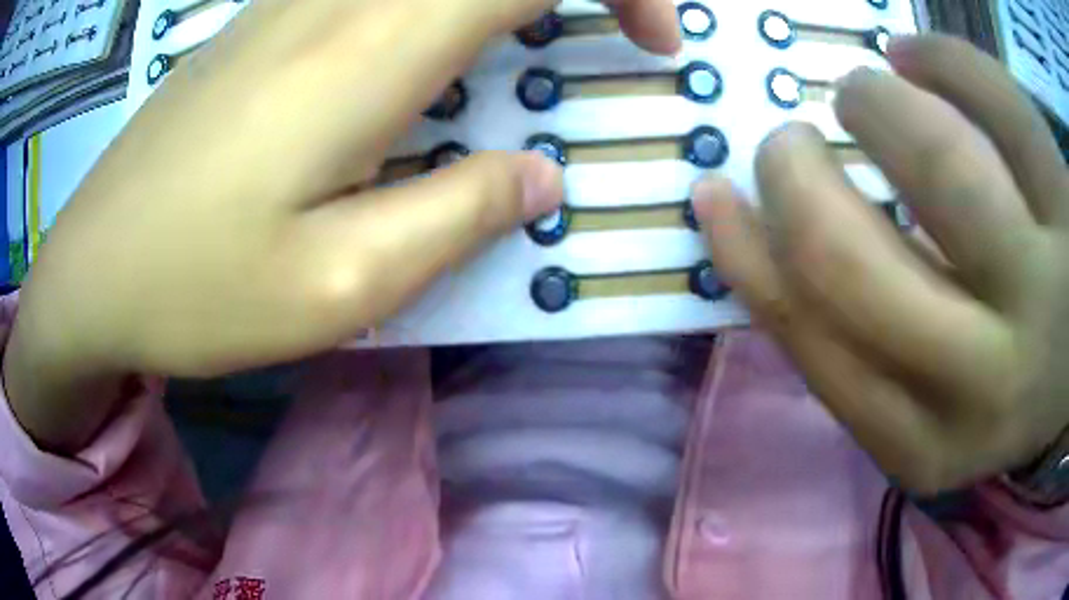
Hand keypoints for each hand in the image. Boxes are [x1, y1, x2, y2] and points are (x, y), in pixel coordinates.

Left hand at [5, 0, 680, 450]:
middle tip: (624, 32)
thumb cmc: (193, 292)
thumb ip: (457, 218)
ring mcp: (294, 0)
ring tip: (549, 40)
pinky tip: (446, 45)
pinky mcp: (266, 21)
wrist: (91, 272)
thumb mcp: (337, 287)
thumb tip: (537, 179)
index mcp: (368, 50)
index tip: (654, 41)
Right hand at [694, 35, 1068, 494]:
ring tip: (861, 91)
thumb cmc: (1005, 380)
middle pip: (852, 263)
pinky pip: (1003, 103)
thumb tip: (775, 248)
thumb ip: (859, 347)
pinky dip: (950, 60)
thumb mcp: (922, 401)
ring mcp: (1044, 297)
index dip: (746, 256)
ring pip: (940, 163)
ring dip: (875, 101)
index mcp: (923, 442)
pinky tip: (919, 56)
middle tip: (787, 140)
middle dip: (794, 178)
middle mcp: (983, 385)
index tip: (713, 193)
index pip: (811, 339)